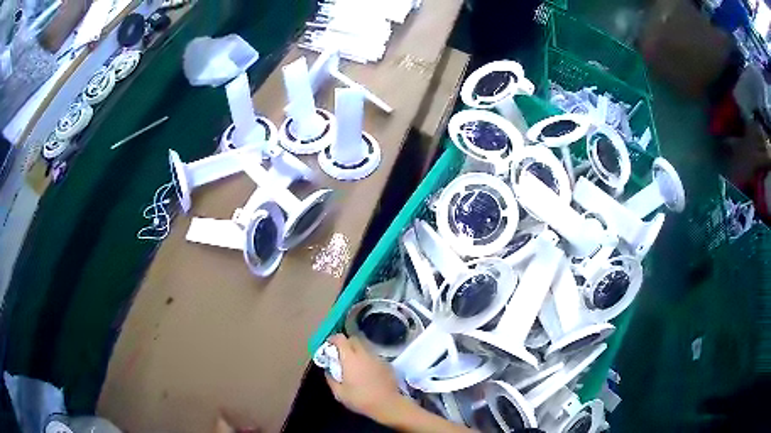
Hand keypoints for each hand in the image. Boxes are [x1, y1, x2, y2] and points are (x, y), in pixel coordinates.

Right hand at [324, 334, 405, 423]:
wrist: (387, 404)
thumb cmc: (360, 399)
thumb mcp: (339, 393)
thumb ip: (331, 379)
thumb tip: (328, 371)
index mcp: (350, 358)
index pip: (341, 339)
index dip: (333, 339)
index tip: (329, 345)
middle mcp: (364, 354)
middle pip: (354, 340)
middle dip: (346, 343)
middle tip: (341, 355)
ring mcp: (377, 358)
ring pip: (365, 347)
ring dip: (358, 351)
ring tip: (355, 364)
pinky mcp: (387, 364)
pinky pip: (374, 356)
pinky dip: (368, 359)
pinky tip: (368, 371)